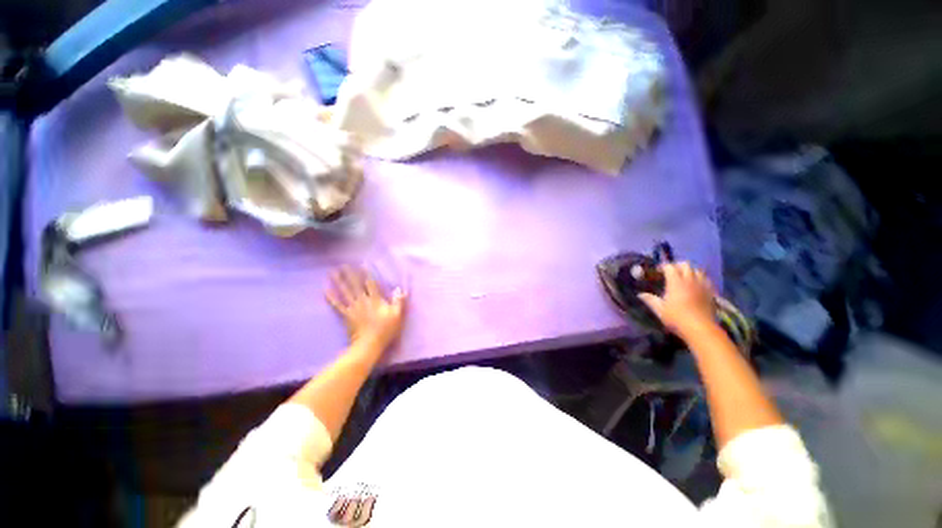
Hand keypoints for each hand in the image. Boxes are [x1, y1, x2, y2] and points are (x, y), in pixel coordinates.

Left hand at [326, 266, 406, 350]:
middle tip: (342, 264)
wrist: (369, 344)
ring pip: (345, 292)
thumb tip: (400, 289)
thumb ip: (398, 301)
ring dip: (339, 281)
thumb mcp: (397, 315)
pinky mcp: (346, 316)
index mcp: (375, 300)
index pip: (371, 283)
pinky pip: (337, 305)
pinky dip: (331, 298)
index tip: (361, 263)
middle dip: (349, 274)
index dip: (366, 273)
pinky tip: (325, 291)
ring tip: (332, 272)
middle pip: (355, 285)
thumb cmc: (385, 330)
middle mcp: (363, 301)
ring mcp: (353, 308)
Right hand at [638, 262, 716, 335]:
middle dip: (677, 265)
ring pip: (698, 270)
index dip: (662, 266)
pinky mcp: (711, 293)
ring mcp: (702, 286)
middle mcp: (690, 280)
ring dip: (690, 271)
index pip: (669, 267)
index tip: (657, 271)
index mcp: (676, 282)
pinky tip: (696, 286)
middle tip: (670, 272)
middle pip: (685, 265)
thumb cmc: (677, 318)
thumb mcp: (659, 310)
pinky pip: (706, 280)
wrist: (701, 329)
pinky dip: (700, 279)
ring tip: (684, 277)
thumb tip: (640, 294)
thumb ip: (650, 299)